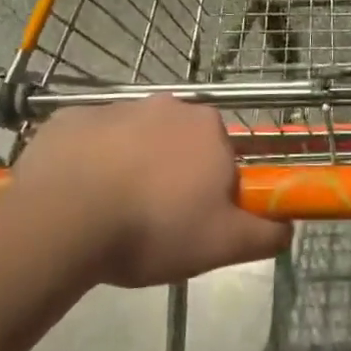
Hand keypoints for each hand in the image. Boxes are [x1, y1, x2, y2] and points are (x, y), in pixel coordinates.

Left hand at [2, 97, 291, 288]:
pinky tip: (77, 196)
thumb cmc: (154, 228)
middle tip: (153, 220)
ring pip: (133, 140)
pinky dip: (88, 162)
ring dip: (130, 166)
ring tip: (110, 214)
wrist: (63, 221)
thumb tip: (288, 228)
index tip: (193, 220)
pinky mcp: (69, 118)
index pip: (222, 157)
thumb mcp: (223, 245)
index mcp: (208, 128)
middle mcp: (166, 105)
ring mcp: (114, 107)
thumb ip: (266, 234)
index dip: (211, 190)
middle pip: (178, 144)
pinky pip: (89, 141)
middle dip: (171, 174)